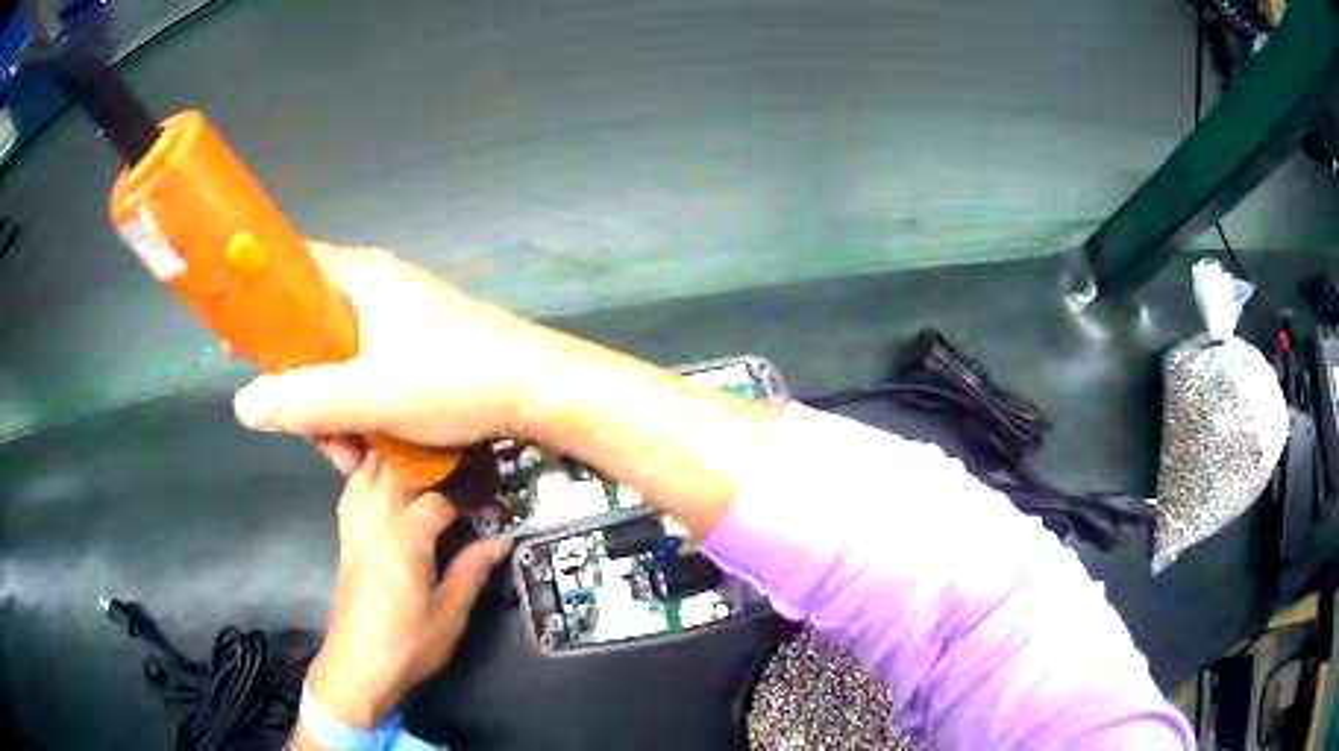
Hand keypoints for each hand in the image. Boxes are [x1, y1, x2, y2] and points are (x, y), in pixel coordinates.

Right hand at [233, 242, 554, 468]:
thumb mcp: (369, 395)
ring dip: (332, 407)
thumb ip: (303, 401)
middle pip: (311, 325)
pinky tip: (371, 448)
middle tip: (308, 431)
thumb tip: (242, 404)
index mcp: (361, 277)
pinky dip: (360, 406)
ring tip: (346, 455)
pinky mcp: (420, 345)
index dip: (257, 302)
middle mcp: (377, 287)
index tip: (234, 344)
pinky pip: (369, 370)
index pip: (291, 269)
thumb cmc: (453, 380)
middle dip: (300, 383)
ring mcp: (401, 317)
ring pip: (339, 357)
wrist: (539, 388)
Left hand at [303, 453, 510, 728]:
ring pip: (365, 474)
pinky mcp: (344, 541)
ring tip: (416, 460)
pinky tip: (376, 483)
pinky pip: (350, 494)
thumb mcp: (450, 613)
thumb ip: (472, 571)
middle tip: (454, 466)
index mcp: (406, 536)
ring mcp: (355, 529)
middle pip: (394, 470)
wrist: (358, 665)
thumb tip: (500, 542)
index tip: (486, 504)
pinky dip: (363, 478)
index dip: (465, 499)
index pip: (437, 499)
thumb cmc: (409, 643)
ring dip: (388, 462)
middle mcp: (376, 521)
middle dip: (424, 463)